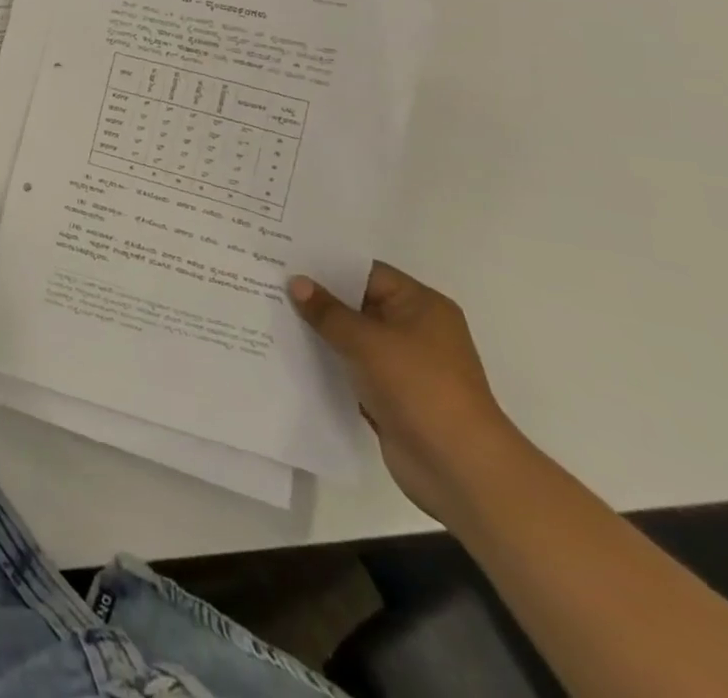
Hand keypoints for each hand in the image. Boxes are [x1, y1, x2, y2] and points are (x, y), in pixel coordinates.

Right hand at [290, 262, 521, 520]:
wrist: (460, 470)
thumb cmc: (420, 388)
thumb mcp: (368, 341)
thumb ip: (328, 311)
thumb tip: (296, 282)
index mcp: (420, 305)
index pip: (365, 272)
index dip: (325, 265)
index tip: (283, 257)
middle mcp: (414, 329)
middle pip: (356, 303)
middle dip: (316, 297)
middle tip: (267, 280)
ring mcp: (402, 364)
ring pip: (350, 337)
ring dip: (318, 331)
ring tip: (268, 312)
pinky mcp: (390, 394)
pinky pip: (350, 366)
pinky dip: (326, 361)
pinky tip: (287, 352)